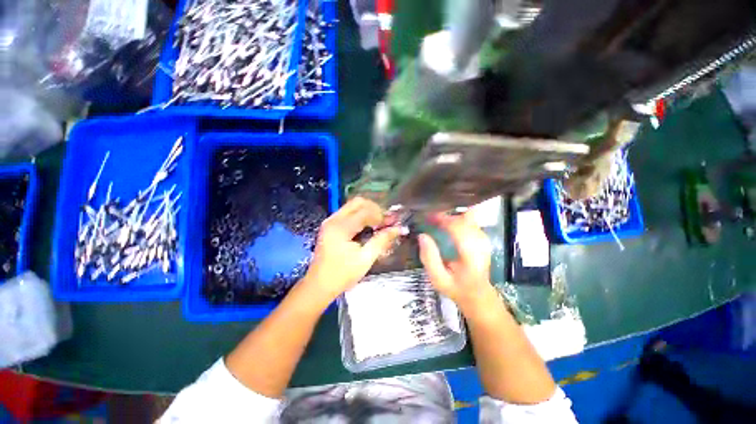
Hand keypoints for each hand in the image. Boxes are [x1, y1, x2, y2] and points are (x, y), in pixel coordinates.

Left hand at [302, 197, 399, 302]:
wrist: (319, 285)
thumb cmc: (342, 275)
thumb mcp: (365, 259)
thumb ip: (382, 240)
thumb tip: (399, 228)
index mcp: (341, 227)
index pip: (365, 211)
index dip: (382, 215)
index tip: (392, 224)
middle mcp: (334, 219)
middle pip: (358, 202)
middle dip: (375, 209)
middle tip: (386, 221)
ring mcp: (330, 221)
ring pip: (353, 205)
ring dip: (368, 211)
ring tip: (379, 224)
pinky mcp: (330, 225)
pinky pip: (348, 212)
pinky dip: (361, 215)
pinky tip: (369, 226)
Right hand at [418, 211, 495, 313]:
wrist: (478, 295)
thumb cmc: (456, 289)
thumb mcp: (438, 279)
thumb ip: (429, 258)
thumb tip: (422, 235)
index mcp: (471, 256)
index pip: (459, 229)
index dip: (444, 219)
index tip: (428, 217)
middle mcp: (481, 244)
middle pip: (465, 219)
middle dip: (446, 214)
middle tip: (429, 215)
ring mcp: (484, 239)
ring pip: (469, 217)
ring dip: (452, 214)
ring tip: (436, 216)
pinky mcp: (482, 237)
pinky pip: (470, 221)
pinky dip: (457, 217)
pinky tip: (446, 219)